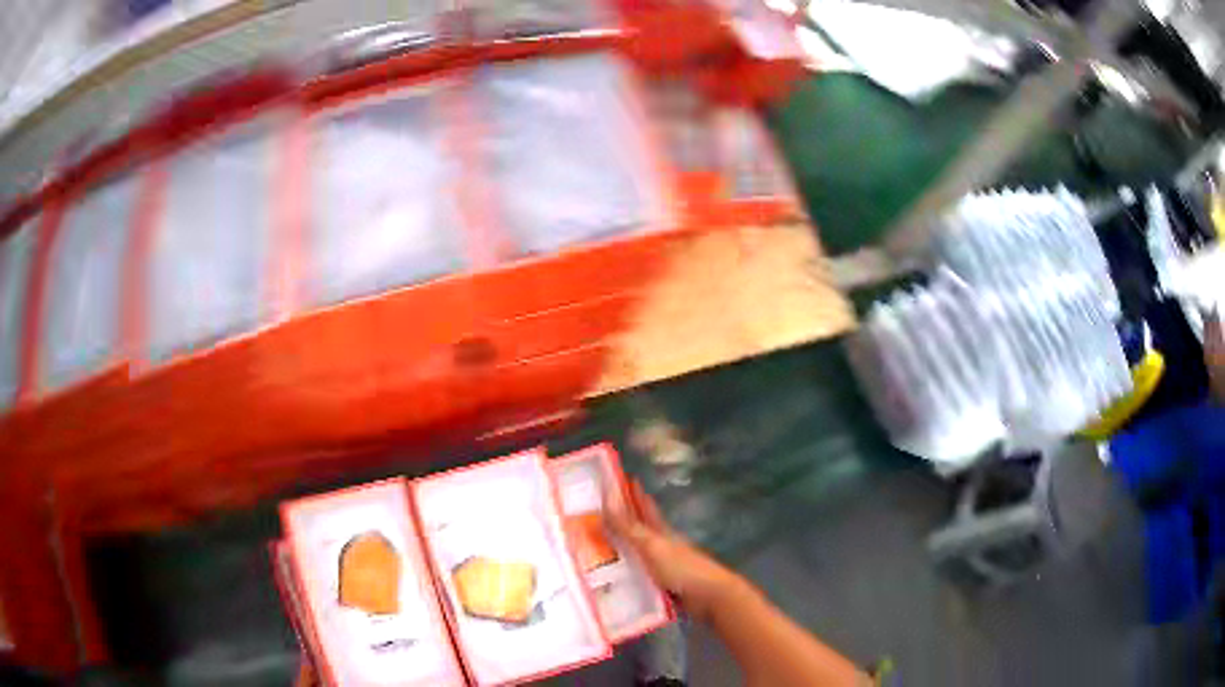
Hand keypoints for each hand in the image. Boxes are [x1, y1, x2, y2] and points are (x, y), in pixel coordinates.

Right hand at [605, 480, 745, 621]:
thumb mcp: (653, 546)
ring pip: (635, 557)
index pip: (645, 509)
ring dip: (618, 554)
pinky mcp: (659, 589)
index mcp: (662, 533)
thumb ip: (630, 528)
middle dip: (621, 524)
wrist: (710, 598)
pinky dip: (623, 578)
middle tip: (596, 517)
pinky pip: (636, 580)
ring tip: (594, 552)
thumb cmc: (683, 568)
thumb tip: (607, 499)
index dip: (634, 495)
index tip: (620, 481)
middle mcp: (661, 548)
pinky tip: (609, 583)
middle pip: (639, 533)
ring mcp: (661, 569)